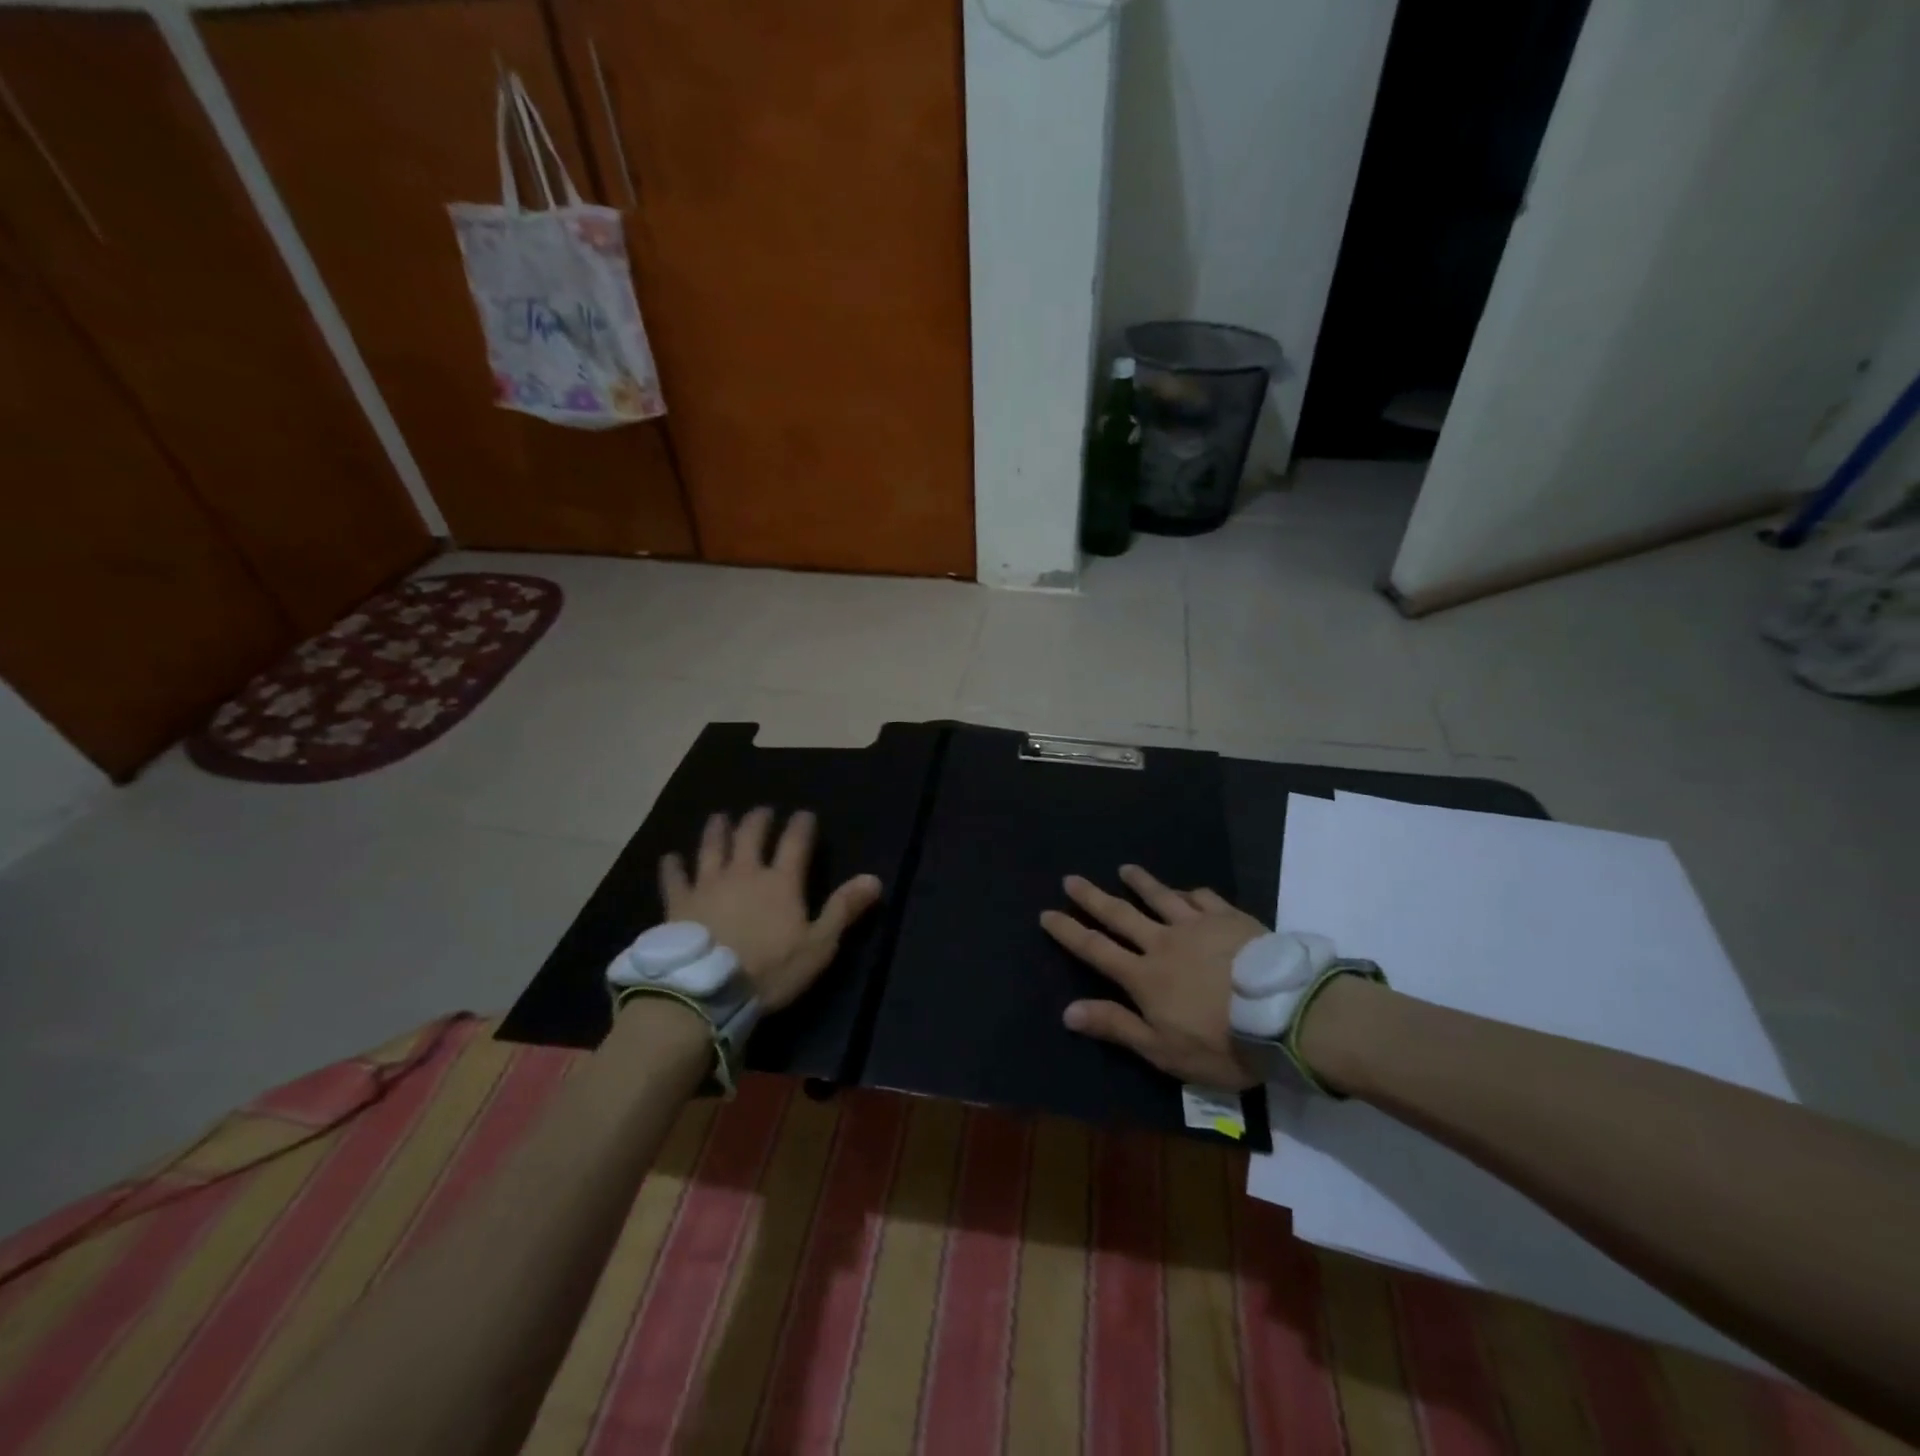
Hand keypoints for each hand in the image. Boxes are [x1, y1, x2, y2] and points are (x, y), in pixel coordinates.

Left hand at [659, 808, 882, 1010]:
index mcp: (781, 882)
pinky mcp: (678, 903)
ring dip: (717, 831)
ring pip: (712, 848)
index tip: (805, 814)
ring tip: (719, 818)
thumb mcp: (818, 945)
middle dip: (758, 820)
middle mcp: (744, 873)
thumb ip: (844, 909)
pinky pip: (674, 879)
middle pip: (751, 836)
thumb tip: (874, 879)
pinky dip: (672, 867)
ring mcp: (708, 885)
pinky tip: (670, 858)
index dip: (802, 825)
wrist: (706, 991)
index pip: (795, 842)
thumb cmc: (769, 970)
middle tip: (761, 811)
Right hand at [1040, 864, 1267, 1089]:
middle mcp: (1164, 942)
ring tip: (1125, 869)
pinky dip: (1190, 893)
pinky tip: (1187, 890)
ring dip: (1140, 883)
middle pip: (1120, 915)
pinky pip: (1204, 899)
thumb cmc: (1222, 1043)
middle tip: (1071, 879)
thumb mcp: (1164, 1050)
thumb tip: (1067, 1012)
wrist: (1286, 1016)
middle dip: (1092, 897)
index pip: (1095, 949)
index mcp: (1144, 976)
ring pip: (1161, 897)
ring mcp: (1198, 925)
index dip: (1068, 932)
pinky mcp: (1230, 919)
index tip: (1047, 913)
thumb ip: (1116, 1027)